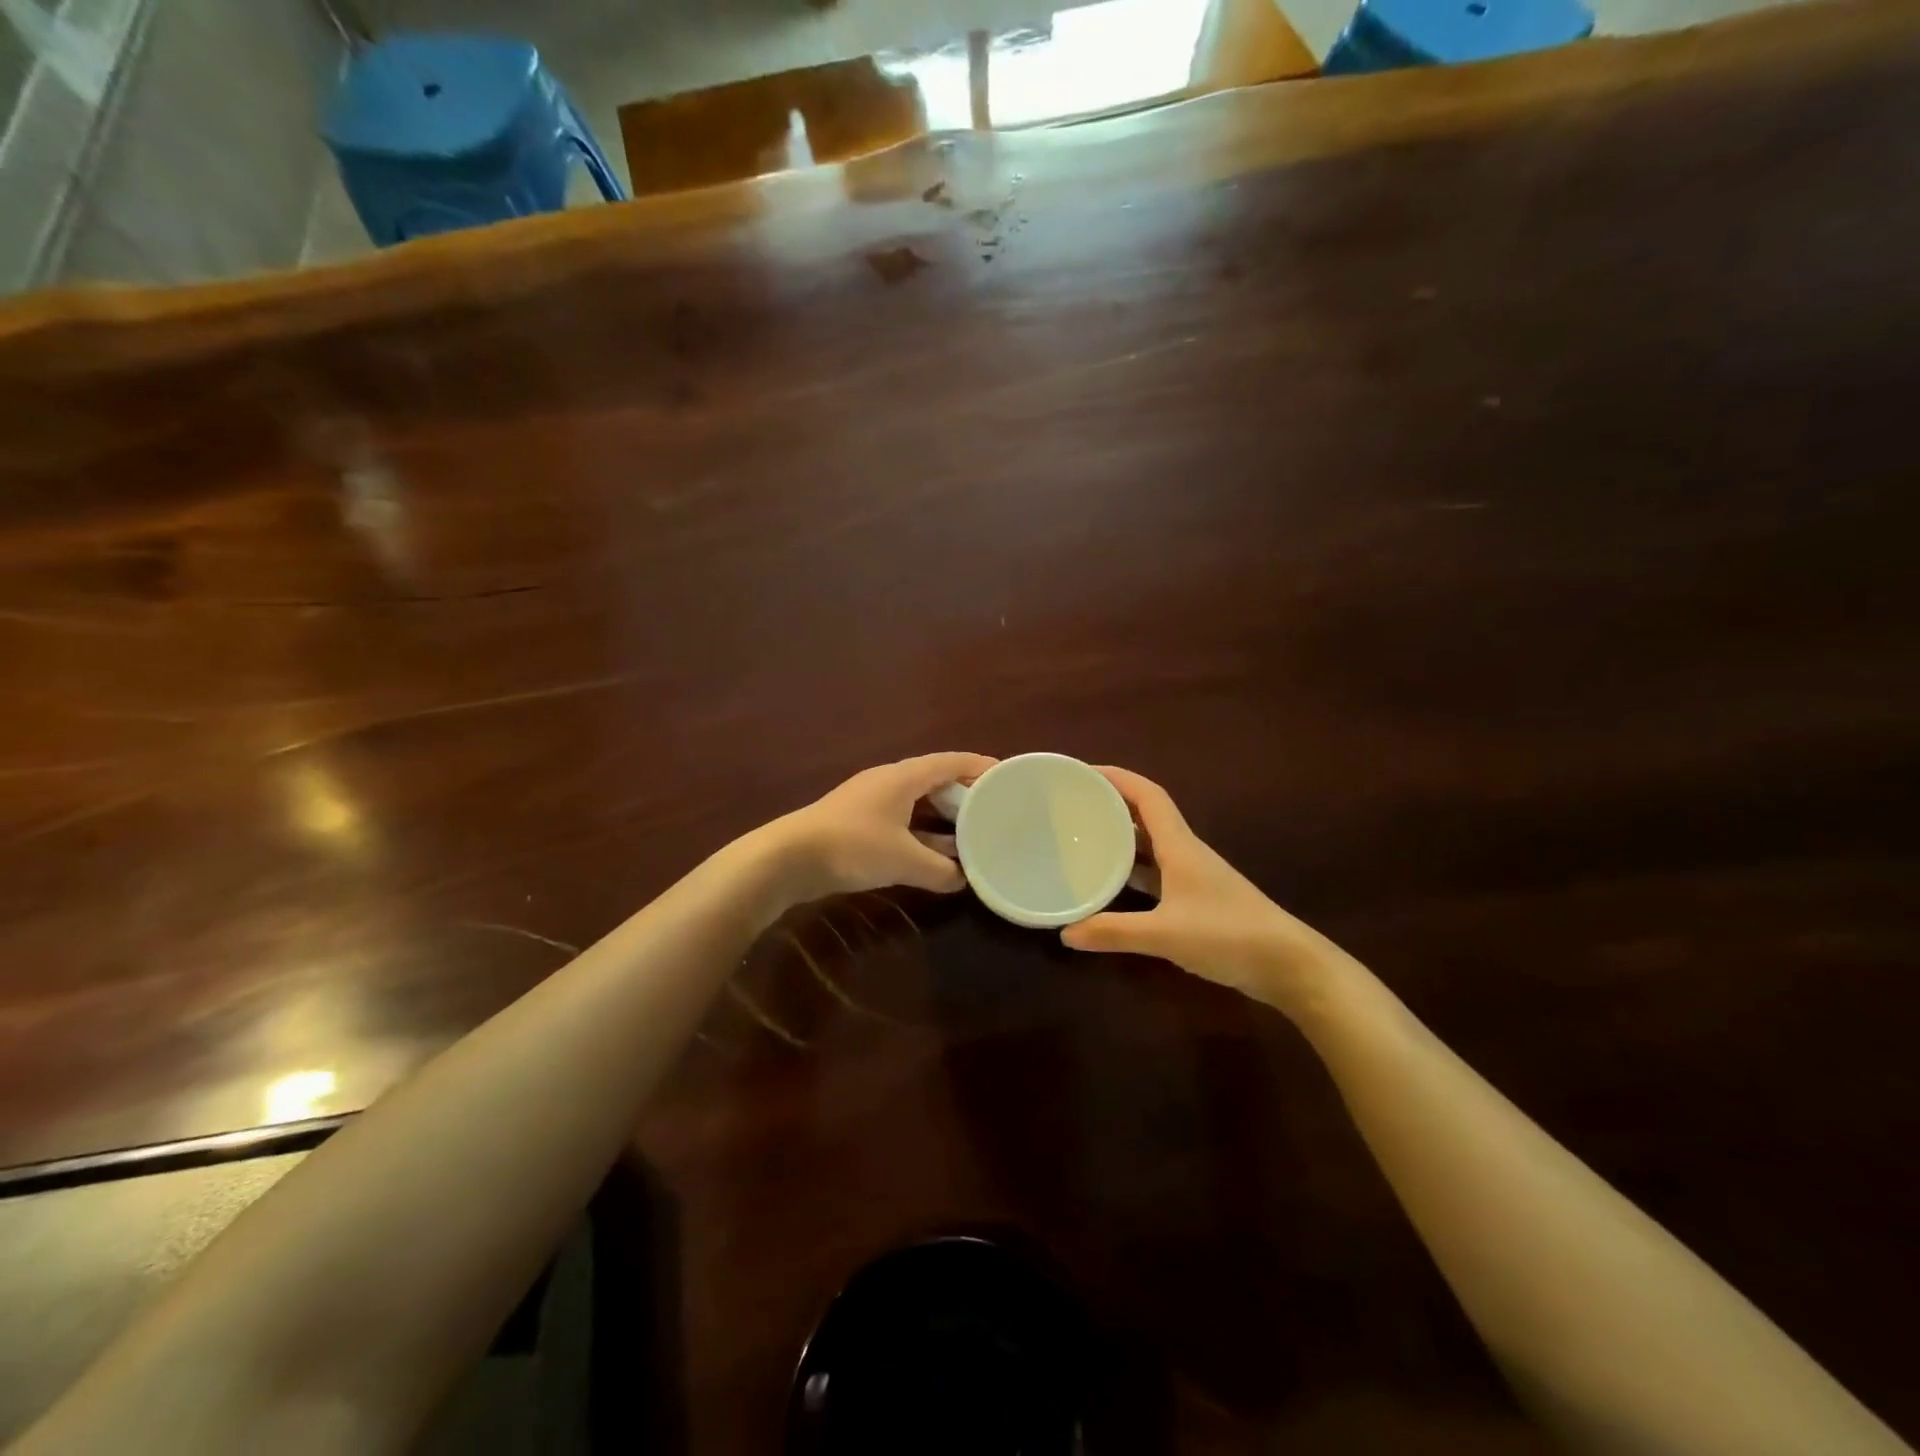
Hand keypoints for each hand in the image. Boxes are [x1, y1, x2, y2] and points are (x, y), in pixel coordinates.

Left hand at [772, 752, 996, 901]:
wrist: (789, 858)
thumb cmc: (853, 846)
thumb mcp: (904, 860)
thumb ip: (939, 871)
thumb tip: (963, 880)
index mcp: (903, 777)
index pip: (951, 761)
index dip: (979, 766)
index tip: (1006, 776)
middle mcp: (889, 782)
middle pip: (935, 780)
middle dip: (964, 795)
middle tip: (993, 810)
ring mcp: (871, 802)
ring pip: (917, 804)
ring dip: (942, 819)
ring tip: (972, 835)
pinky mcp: (858, 824)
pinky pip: (902, 821)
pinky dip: (922, 834)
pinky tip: (935, 857)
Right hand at [1060, 767, 1347, 1012]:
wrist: (1288, 965)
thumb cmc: (1228, 935)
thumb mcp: (1165, 934)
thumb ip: (1114, 932)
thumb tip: (1066, 933)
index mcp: (1180, 845)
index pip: (1148, 796)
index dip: (1117, 778)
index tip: (1083, 773)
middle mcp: (1186, 853)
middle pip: (1146, 816)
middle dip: (1112, 805)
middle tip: (1073, 806)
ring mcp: (1193, 877)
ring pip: (1151, 845)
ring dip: (1122, 837)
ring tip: (1085, 838)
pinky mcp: (1197, 900)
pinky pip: (1157, 873)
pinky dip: (1133, 872)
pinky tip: (1113, 884)